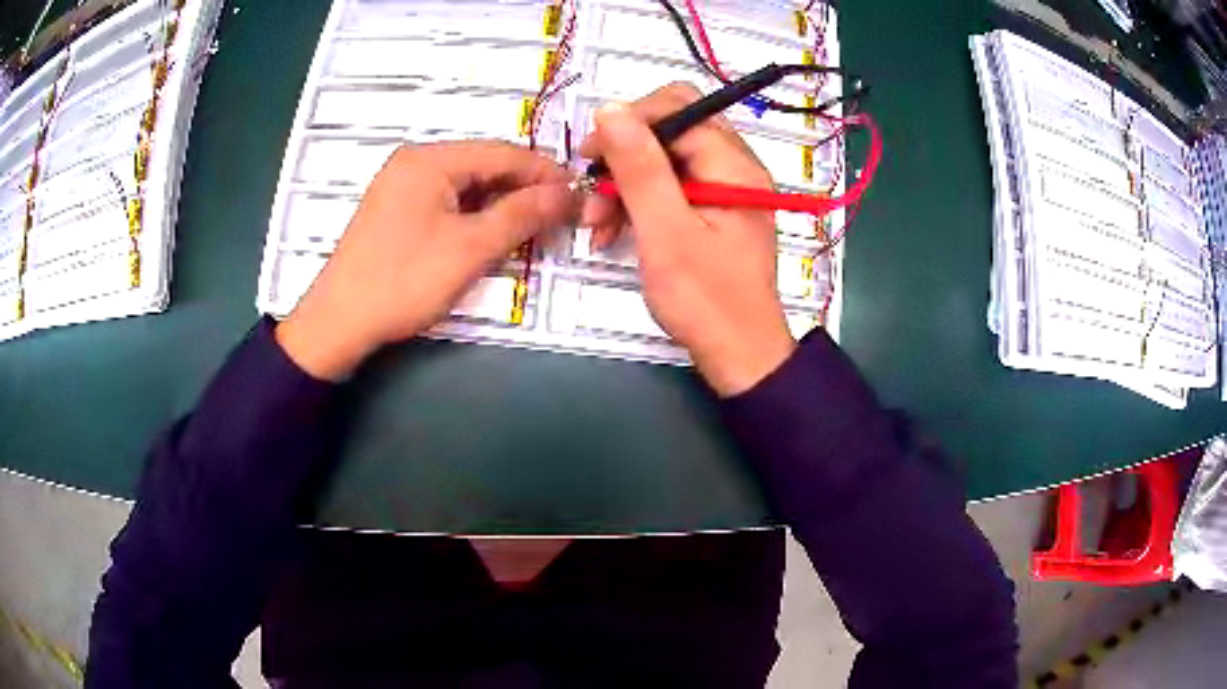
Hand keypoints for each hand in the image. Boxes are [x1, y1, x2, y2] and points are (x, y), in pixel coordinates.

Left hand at [277, 141, 577, 379]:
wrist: (339, 323)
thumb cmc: (403, 281)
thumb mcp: (470, 248)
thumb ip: (521, 214)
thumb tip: (567, 192)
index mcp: (430, 159)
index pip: (503, 152)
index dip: (545, 172)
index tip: (579, 194)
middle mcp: (415, 161)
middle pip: (484, 165)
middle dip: (524, 189)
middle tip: (560, 215)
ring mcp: (402, 185)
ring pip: (467, 185)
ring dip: (501, 203)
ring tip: (533, 227)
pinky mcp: (397, 210)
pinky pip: (448, 200)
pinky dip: (475, 214)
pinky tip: (493, 232)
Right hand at [580, 84, 795, 395]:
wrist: (739, 356)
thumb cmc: (706, 300)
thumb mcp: (666, 231)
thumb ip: (640, 167)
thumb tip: (610, 108)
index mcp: (732, 164)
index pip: (676, 109)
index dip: (628, 123)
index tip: (590, 158)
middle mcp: (734, 167)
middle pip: (669, 131)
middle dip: (623, 157)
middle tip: (592, 196)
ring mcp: (724, 189)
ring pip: (664, 160)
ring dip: (624, 185)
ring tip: (597, 226)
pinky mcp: (713, 211)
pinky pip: (670, 188)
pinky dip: (639, 204)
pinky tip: (613, 232)